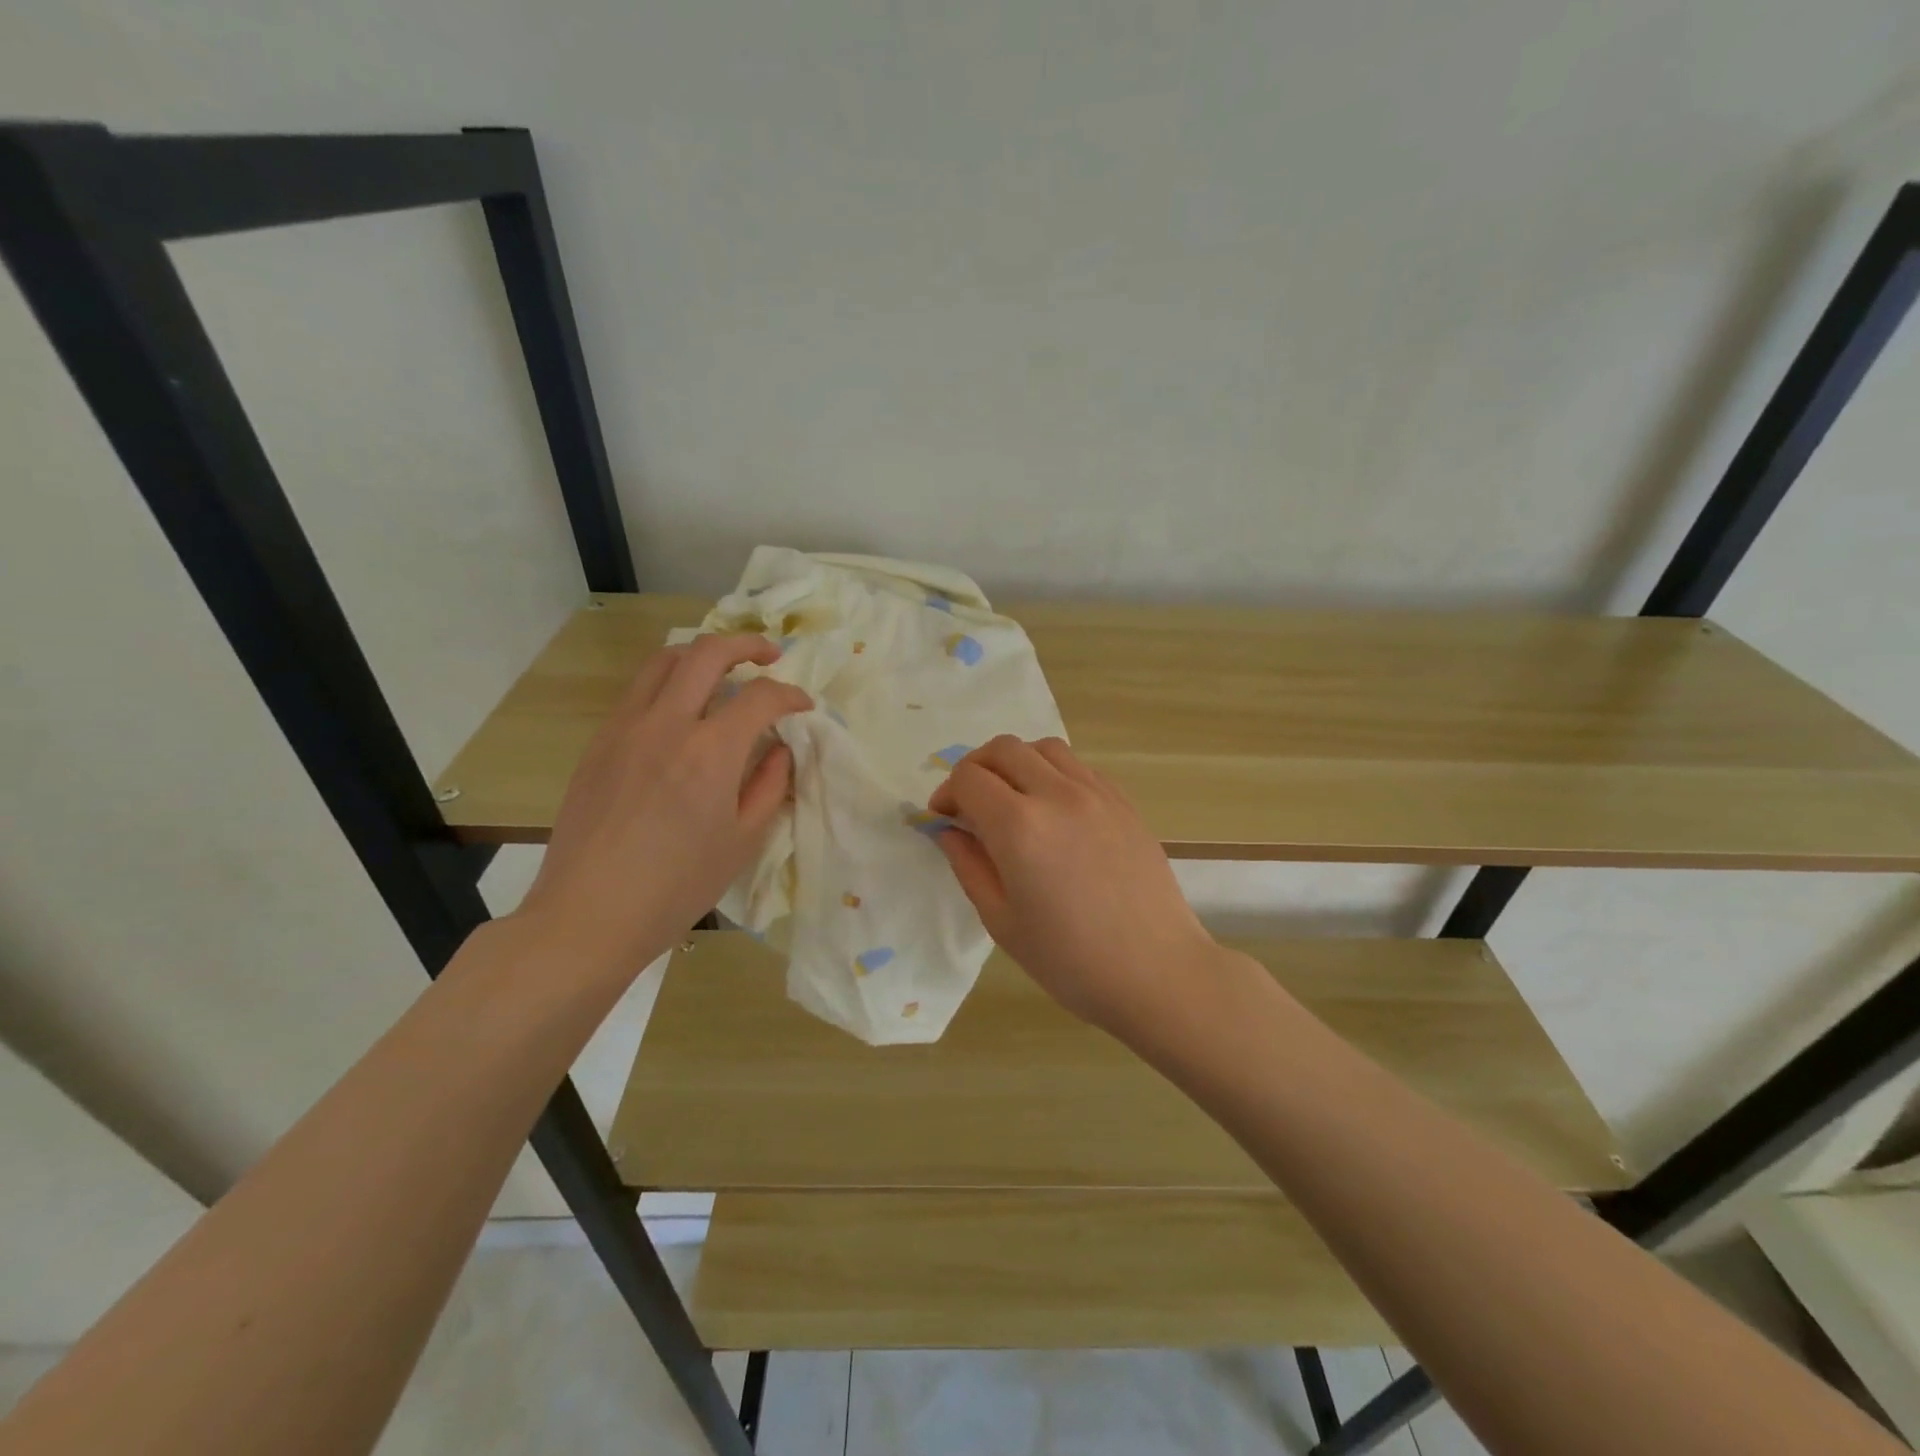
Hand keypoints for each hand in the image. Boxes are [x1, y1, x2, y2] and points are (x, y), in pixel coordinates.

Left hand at [513, 634, 810, 975]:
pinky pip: (638, 691)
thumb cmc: (677, 887)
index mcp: (711, 752)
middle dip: (747, 644)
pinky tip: (682, 712)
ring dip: (702, 654)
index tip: (803, 705)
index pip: (761, 696)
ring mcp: (626, 728)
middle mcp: (667, 724)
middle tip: (769, 656)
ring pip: (664, 660)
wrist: (589, 914)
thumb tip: (778, 750)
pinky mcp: (600, 742)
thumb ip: (769, 786)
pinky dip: (669, 682)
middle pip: (708, 653)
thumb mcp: (742, 841)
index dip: (790, 694)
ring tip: (723, 670)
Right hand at [929, 736, 1221, 1036]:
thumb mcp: (1002, 921)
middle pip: (1003, 749)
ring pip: (1043, 748)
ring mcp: (1095, 793)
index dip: (946, 793)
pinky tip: (1053, 808)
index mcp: (1019, 826)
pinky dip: (1052, 772)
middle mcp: (1056, 794)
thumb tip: (949, 830)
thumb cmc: (1070, 960)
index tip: (944, 818)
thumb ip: (969, 865)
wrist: (1156, 971)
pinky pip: (1078, 766)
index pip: (968, 778)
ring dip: (1016, 763)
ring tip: (1012, 799)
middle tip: (970, 804)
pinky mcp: (1123, 801)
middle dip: (975, 769)